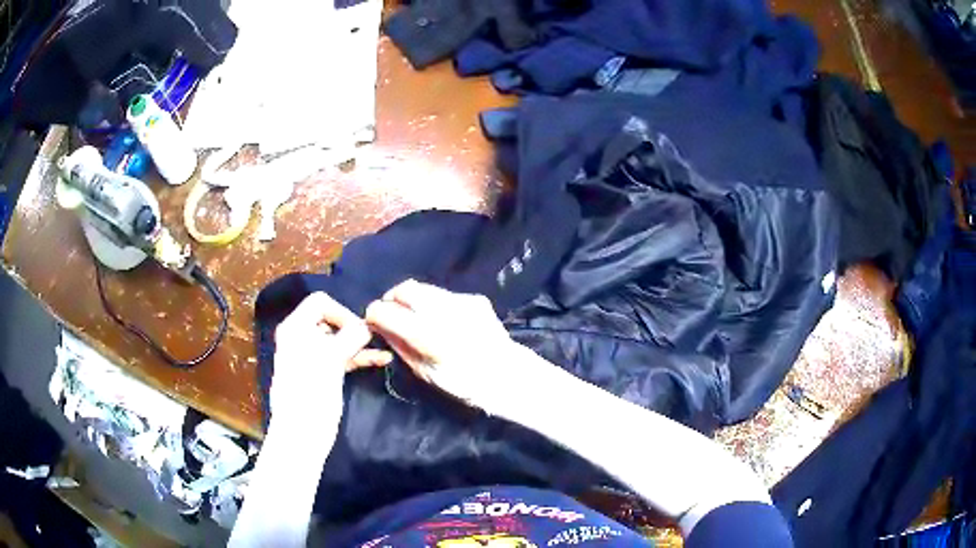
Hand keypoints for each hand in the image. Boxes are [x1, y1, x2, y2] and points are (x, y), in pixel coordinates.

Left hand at [272, 292, 391, 426]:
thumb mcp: (330, 360)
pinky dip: (360, 357)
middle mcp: (301, 338)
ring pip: (340, 340)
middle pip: (331, 320)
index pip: (320, 302)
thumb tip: (368, 324)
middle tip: (375, 339)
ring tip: (385, 349)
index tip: (360, 330)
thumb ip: (350, 337)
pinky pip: (343, 357)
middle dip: (354, 328)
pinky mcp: (323, 373)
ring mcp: (312, 356)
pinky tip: (381, 359)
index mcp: (295, 328)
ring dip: (361, 343)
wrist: (302, 435)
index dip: (342, 311)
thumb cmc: (311, 394)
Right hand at [364, 280, 537, 413]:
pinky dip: (433, 303)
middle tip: (392, 315)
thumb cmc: (465, 384)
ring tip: (414, 316)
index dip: (374, 314)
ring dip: (412, 299)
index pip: (387, 311)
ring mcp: (462, 301)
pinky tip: (440, 319)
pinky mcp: (474, 298)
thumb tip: (380, 328)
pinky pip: (443, 294)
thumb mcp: (426, 373)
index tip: (373, 321)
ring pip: (424, 288)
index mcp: (430, 335)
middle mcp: (445, 311)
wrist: (508, 375)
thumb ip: (400, 346)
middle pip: (404, 289)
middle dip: (392, 299)